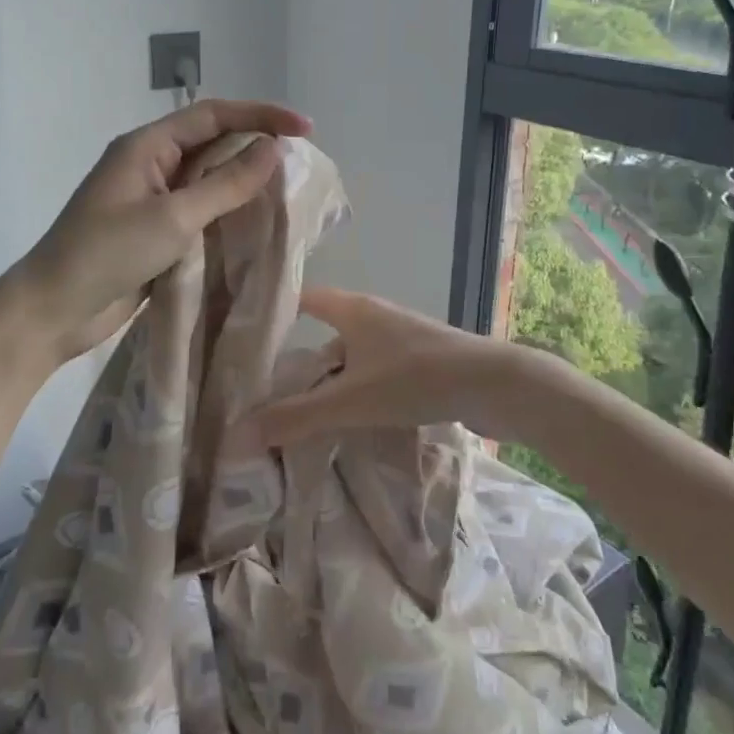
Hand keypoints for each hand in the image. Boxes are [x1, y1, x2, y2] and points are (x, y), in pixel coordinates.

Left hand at [2, 99, 311, 365]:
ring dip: (244, 185)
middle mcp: (151, 166)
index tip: (305, 129)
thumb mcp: (173, 217)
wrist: (53, 311)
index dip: (260, 115)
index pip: (213, 115)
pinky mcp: (156, 234)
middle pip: (212, 144)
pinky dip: (229, 216)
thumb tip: (273, 149)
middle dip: (256, 149)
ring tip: (288, 194)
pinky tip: (257, 227)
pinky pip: (201, 213)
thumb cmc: (108, 254)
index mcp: (147, 146)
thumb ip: (225, 184)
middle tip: (301, 165)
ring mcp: (152, 201)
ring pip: (209, 181)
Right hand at [237, 287, 518, 447]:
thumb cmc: (416, 379)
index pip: (305, 299)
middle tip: (270, 393)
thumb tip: (238, 434)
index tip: (248, 337)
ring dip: (333, 382)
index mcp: (354, 310)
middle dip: (301, 361)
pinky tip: (355, 420)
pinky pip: (378, 372)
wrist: (495, 385)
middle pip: (327, 333)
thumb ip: (297, 417)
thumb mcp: (350, 401)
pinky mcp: (423, 361)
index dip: (277, 313)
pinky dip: (360, 391)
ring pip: (354, 357)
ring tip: (307, 415)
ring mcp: (402, 339)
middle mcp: (376, 316)